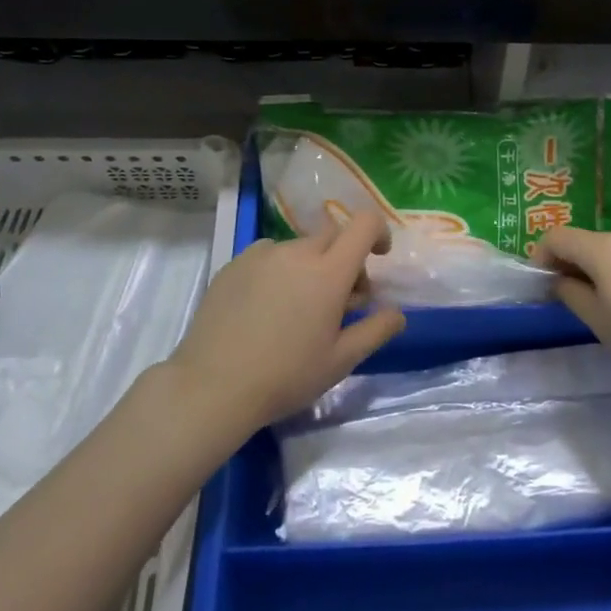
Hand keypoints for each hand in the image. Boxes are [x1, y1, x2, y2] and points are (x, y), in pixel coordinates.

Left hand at [166, 212, 403, 435]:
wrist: (212, 386)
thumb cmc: (286, 376)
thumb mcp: (341, 361)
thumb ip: (376, 330)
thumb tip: (398, 313)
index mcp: (329, 272)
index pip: (364, 224)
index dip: (378, 232)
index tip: (378, 257)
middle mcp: (297, 252)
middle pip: (333, 236)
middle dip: (345, 259)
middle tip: (340, 301)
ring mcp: (261, 254)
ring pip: (299, 247)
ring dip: (310, 266)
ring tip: (298, 309)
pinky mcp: (234, 264)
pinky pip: (268, 254)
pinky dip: (279, 270)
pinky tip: (266, 307)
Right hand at [537, 226, 610, 395]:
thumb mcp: (598, 321)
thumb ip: (570, 294)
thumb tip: (559, 280)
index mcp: (602, 247)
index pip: (557, 237)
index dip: (542, 256)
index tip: (542, 284)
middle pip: (586, 242)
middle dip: (572, 265)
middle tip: (573, 299)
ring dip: (600, 269)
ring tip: (609, 305)